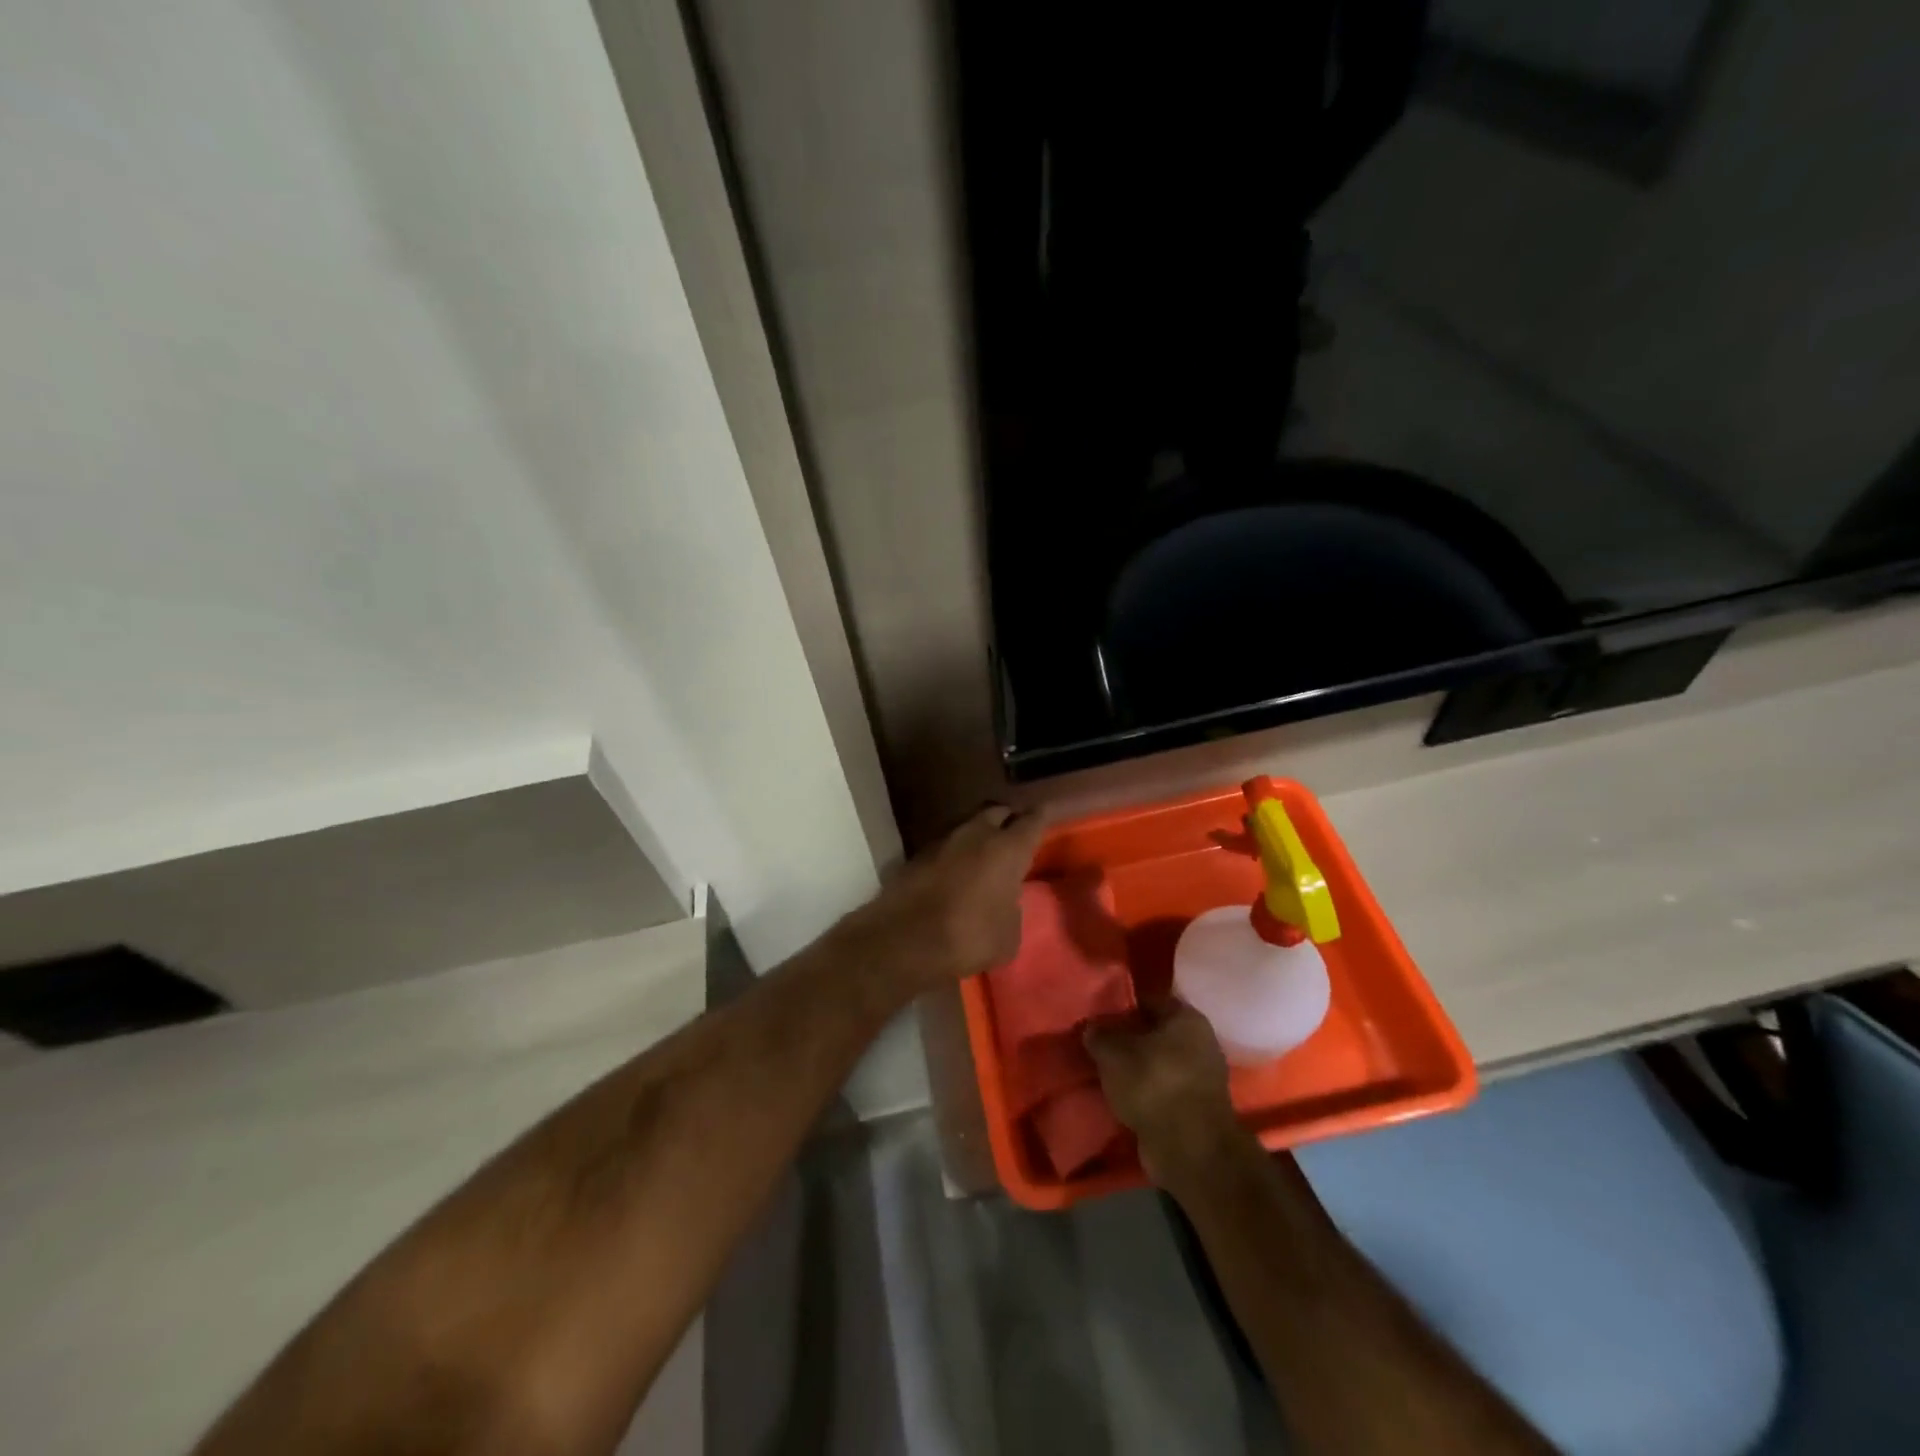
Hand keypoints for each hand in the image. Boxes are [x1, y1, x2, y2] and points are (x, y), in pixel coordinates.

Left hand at [844, 805, 1045, 990]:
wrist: (904, 940)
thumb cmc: (969, 937)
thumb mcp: (1009, 935)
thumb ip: (1012, 909)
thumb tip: (1005, 902)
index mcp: (1007, 849)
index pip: (1033, 820)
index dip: (1043, 815)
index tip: (1049, 809)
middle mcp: (976, 834)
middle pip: (997, 812)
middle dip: (1009, 819)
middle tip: (1015, 833)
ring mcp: (943, 841)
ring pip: (968, 826)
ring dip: (979, 836)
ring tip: (985, 854)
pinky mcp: (917, 855)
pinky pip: (945, 847)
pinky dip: (955, 855)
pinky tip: (957, 872)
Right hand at [1084, 1000, 1242, 1185]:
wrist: (1189, 1150)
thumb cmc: (1152, 1085)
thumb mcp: (1113, 1054)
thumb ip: (1099, 1035)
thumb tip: (1091, 1027)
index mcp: (1187, 1017)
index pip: (1149, 1001)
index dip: (1122, 1007)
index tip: (1099, 1018)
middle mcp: (1201, 1042)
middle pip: (1156, 1033)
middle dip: (1129, 1039)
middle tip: (1099, 1046)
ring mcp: (1202, 1077)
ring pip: (1160, 1063)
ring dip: (1137, 1069)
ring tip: (1107, 1074)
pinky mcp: (1197, 1107)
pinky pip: (1165, 1089)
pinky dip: (1147, 1092)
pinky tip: (1124, 1097)